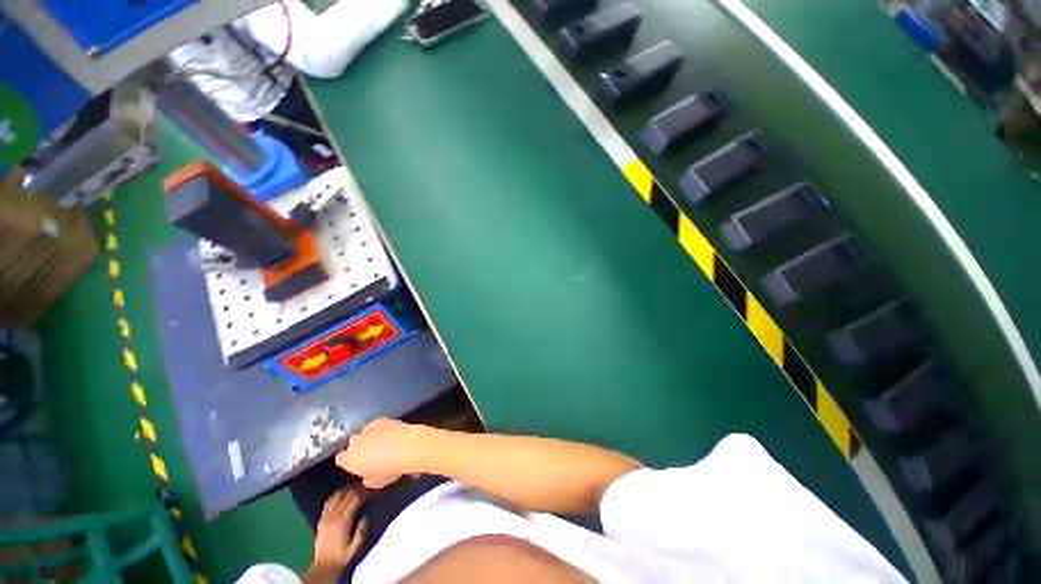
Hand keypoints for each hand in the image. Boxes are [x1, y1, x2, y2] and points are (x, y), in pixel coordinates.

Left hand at [313, 487, 368, 570]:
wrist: (324, 566)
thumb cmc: (342, 556)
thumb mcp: (356, 547)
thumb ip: (362, 532)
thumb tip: (366, 516)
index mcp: (343, 521)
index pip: (355, 499)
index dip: (364, 491)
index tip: (372, 489)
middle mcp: (333, 516)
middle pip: (346, 495)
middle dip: (357, 488)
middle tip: (366, 485)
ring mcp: (325, 517)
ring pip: (336, 496)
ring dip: (347, 489)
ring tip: (355, 487)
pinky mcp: (321, 519)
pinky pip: (328, 502)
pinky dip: (336, 495)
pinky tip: (341, 493)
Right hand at [335, 418, 424, 488]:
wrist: (407, 447)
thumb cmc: (390, 469)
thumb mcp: (377, 483)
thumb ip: (367, 479)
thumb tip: (367, 475)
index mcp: (350, 459)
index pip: (340, 459)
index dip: (348, 461)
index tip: (356, 464)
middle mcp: (355, 442)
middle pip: (353, 443)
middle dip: (360, 447)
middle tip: (372, 454)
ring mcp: (368, 429)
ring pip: (364, 432)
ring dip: (370, 437)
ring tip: (383, 442)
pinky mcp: (381, 419)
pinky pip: (377, 425)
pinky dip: (381, 428)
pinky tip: (390, 433)